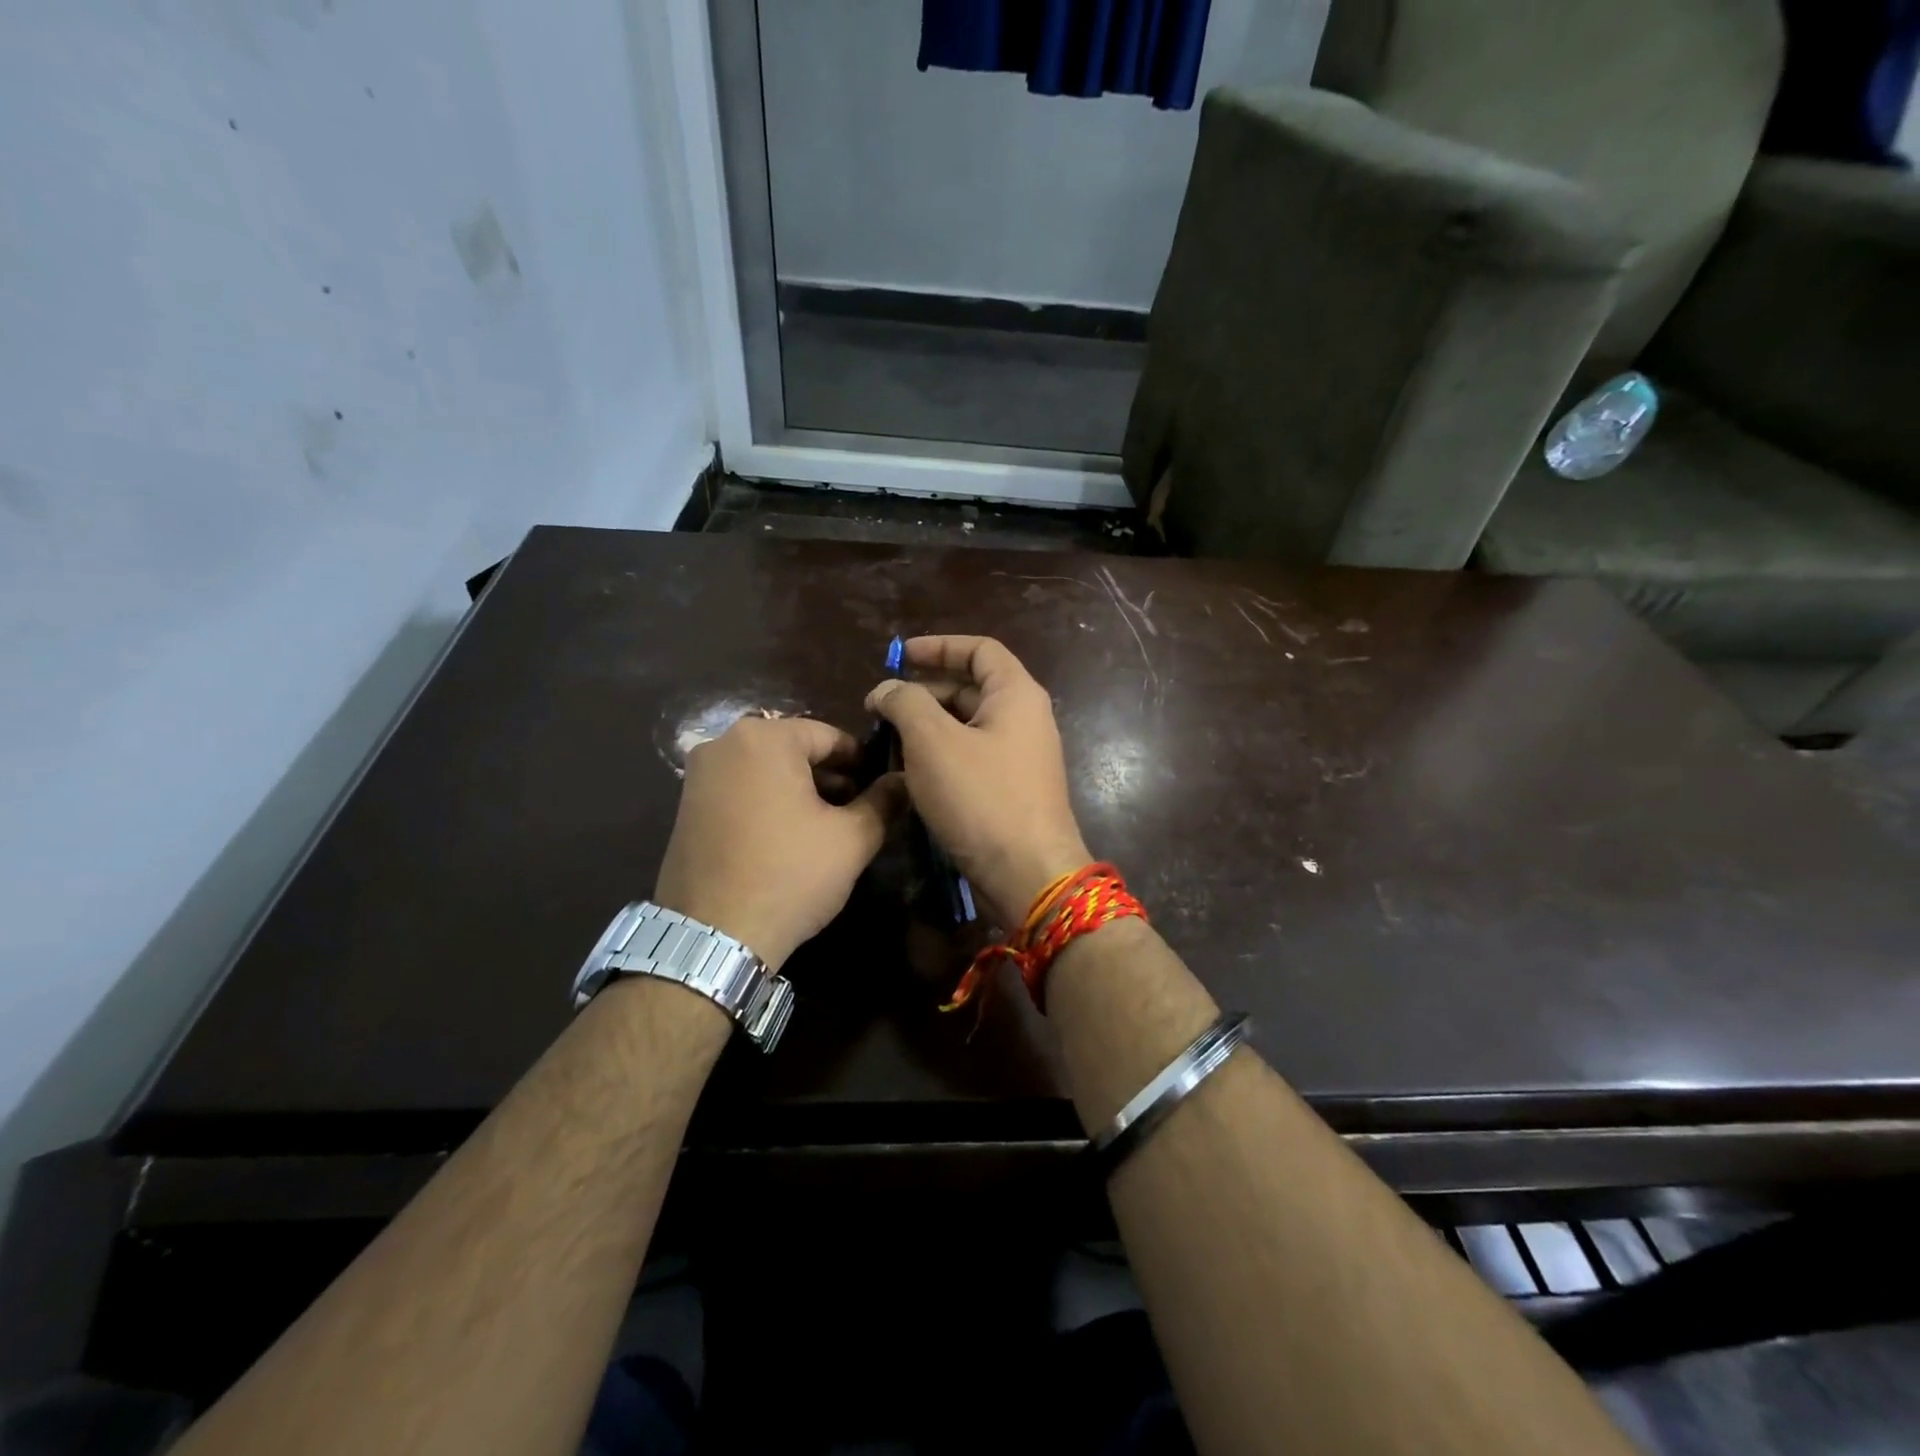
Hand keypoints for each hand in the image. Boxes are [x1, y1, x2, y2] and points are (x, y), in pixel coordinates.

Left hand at [653, 717, 902, 969]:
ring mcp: (697, 775)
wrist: (713, 937)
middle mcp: (724, 743)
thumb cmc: (790, 875)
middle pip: (795, 749)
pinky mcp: (684, 807)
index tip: (881, 789)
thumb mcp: (852, 838)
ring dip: (800, 790)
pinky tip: (787, 838)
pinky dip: (768, 803)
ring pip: (766, 770)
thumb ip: (884, 800)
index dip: (862, 762)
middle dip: (830, 776)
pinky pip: (739, 790)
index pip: (830, 736)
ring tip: (827, 827)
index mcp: (765, 738)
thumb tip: (905, 780)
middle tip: (858, 810)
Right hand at [866, 636, 1090, 923]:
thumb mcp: (933, 741)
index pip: (980, 650)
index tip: (898, 656)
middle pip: (971, 687)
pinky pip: (971, 757)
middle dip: (924, 692)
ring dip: (928, 726)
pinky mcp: (1010, 790)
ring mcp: (1020, 757)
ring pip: (967, 726)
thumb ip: (905, 703)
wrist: (1028, 875)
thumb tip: (886, 689)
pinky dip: (940, 755)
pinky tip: (910, 772)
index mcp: (1016, 694)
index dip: (938, 646)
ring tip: (888, 740)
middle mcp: (1024, 719)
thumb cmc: (982, 798)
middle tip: (881, 709)